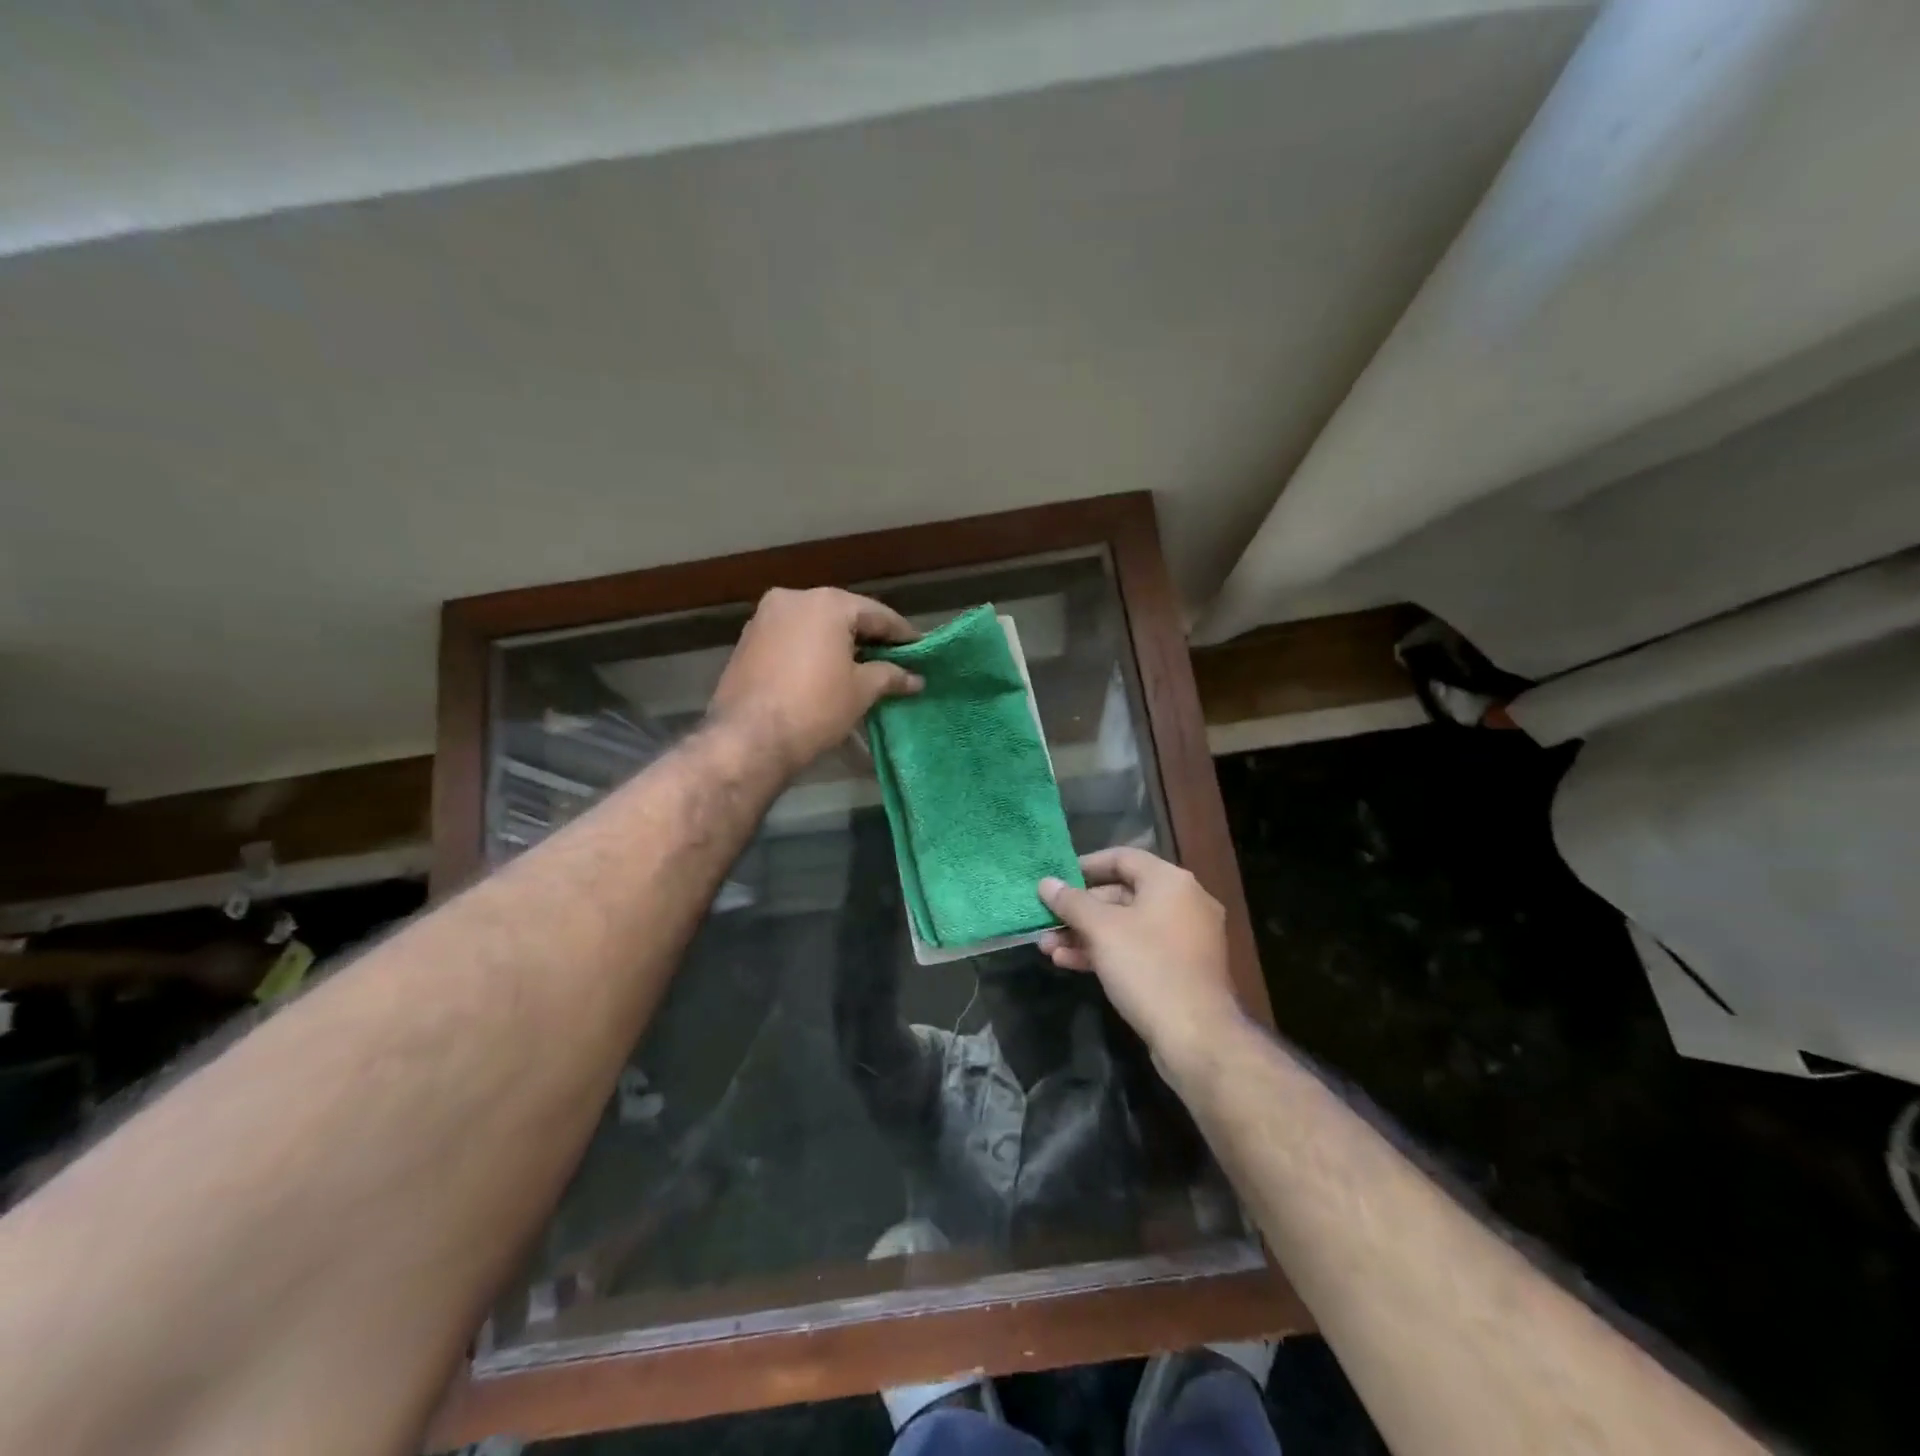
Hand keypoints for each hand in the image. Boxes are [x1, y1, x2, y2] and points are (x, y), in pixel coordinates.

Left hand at [708, 587, 921, 774]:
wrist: (749, 738)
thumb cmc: (815, 707)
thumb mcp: (861, 691)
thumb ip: (890, 676)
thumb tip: (915, 678)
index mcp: (827, 603)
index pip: (877, 614)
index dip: (902, 634)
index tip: (920, 649)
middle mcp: (793, 599)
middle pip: (843, 615)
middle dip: (868, 636)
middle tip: (894, 658)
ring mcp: (765, 618)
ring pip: (814, 626)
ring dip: (838, 643)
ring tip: (861, 666)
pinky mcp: (747, 641)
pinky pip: (792, 639)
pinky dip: (812, 650)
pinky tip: (825, 671)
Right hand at [1038, 847, 1244, 1073]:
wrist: (1196, 1037)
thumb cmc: (1148, 968)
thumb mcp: (1102, 930)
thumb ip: (1071, 902)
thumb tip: (1046, 883)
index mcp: (1171, 882)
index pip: (1122, 857)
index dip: (1085, 865)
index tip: (1056, 878)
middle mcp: (1183, 903)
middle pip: (1122, 893)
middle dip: (1079, 909)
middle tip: (1046, 920)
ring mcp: (1184, 938)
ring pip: (1126, 926)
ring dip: (1085, 934)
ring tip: (1047, 947)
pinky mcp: (1179, 969)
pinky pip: (1137, 949)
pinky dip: (1106, 952)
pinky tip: (1070, 963)